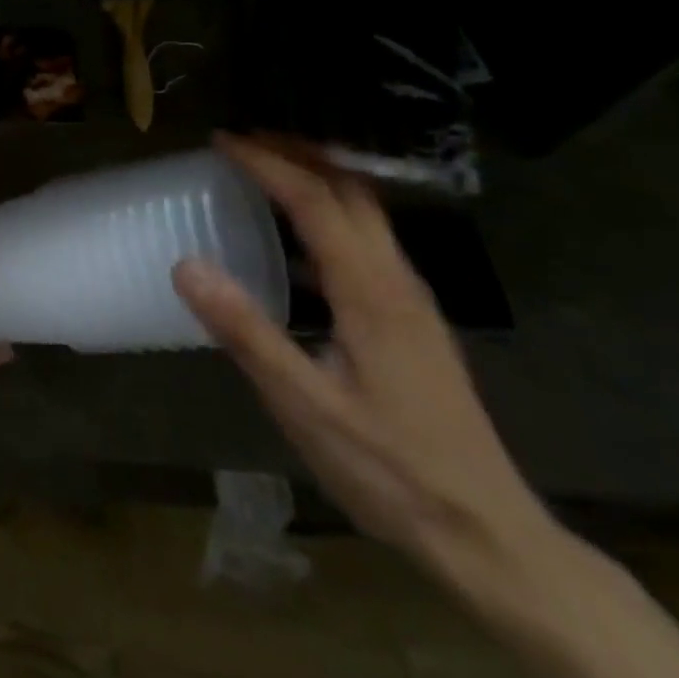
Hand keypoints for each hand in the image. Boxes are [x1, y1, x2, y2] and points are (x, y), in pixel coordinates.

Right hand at [175, 133, 556, 596]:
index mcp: (370, 290)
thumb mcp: (306, 406)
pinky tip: (299, 240)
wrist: (491, 537)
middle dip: (297, 152)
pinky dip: (329, 212)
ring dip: (317, 176)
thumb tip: (187, 266)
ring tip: (266, 170)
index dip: (267, 163)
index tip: (223, 140)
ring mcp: (411, 298)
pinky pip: (368, 239)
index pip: (315, 199)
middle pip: (350, 189)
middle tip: (244, 140)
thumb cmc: (392, 470)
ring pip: (365, 211)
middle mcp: (397, 279)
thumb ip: (247, 333)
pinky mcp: (412, 319)